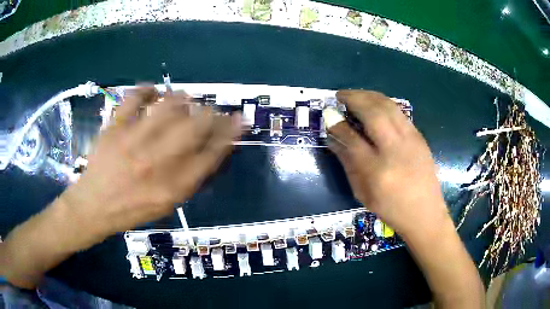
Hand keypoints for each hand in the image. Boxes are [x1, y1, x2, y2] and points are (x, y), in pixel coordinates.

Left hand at [61, 87, 241, 240]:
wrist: (93, 207)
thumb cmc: (131, 210)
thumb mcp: (166, 205)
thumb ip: (189, 179)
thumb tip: (210, 151)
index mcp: (172, 186)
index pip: (211, 153)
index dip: (230, 133)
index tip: (239, 120)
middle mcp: (156, 162)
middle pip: (195, 125)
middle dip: (212, 113)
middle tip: (213, 110)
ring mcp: (133, 140)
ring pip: (168, 106)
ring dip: (183, 98)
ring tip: (186, 100)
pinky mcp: (114, 128)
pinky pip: (133, 98)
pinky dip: (146, 90)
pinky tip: (152, 92)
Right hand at [328, 90, 447, 237]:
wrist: (424, 213)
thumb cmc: (390, 208)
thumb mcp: (362, 192)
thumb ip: (347, 162)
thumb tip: (333, 137)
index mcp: (377, 171)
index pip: (352, 139)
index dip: (337, 123)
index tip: (328, 114)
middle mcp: (395, 150)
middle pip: (373, 113)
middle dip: (353, 98)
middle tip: (340, 95)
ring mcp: (411, 140)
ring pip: (388, 106)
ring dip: (368, 95)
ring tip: (354, 95)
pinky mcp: (419, 136)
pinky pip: (398, 111)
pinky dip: (382, 102)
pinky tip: (374, 103)